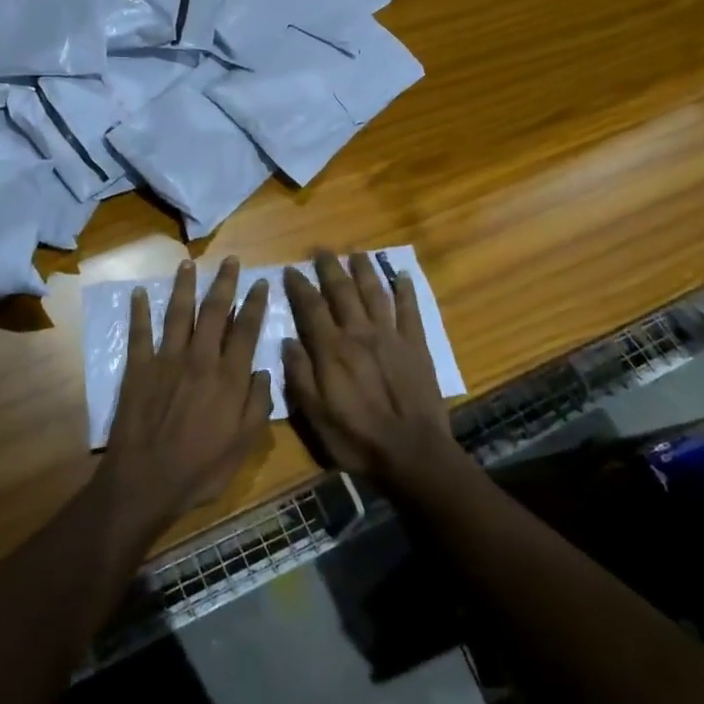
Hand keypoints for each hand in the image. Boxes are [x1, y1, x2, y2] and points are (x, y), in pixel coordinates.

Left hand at [101, 258, 272, 531]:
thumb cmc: (201, 468)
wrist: (147, 481)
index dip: (255, 304)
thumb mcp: (243, 445)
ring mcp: (166, 360)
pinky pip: (139, 333)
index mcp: (229, 377)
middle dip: (223, 283)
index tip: (260, 282)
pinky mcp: (138, 368)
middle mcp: (200, 359)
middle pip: (214, 311)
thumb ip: (257, 404)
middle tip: (229, 260)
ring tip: (187, 264)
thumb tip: (263, 371)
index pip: (246, 330)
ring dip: (183, 286)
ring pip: (178, 313)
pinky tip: (137, 293)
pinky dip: (138, 312)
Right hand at [283, 251, 462, 494]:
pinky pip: (410, 310)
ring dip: (365, 270)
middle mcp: (359, 333)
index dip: (299, 285)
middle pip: (342, 290)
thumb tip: (287, 341)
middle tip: (322, 250)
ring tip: (357, 253)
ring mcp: (391, 336)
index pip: (311, 307)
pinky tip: (403, 276)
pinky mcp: (416, 346)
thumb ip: (299, 375)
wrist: (412, 453)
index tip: (290, 269)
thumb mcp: (315, 415)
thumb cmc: (356, 438)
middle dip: (330, 267)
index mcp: (332, 349)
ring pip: (375, 293)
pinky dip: (406, 291)